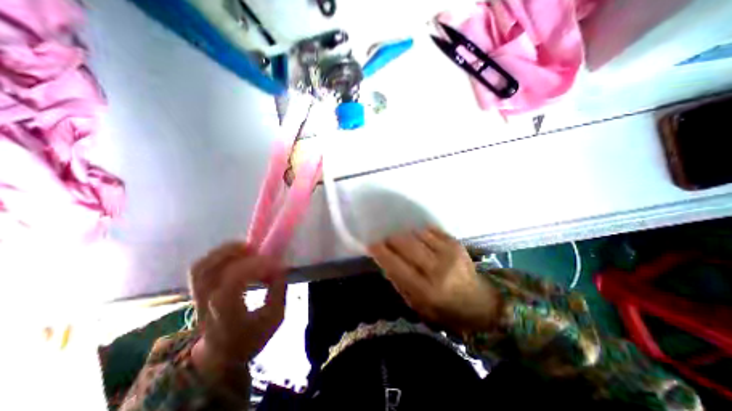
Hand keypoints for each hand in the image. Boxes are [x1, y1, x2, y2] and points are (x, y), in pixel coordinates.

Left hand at [187, 244, 287, 381]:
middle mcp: (207, 303)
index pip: (234, 280)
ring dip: (223, 252)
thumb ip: (279, 291)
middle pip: (210, 270)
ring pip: (201, 267)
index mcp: (226, 312)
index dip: (255, 266)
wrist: (221, 356)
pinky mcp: (198, 292)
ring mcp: (197, 297)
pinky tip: (234, 254)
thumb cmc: (251, 337)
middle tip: (257, 248)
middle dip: (235, 254)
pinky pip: (200, 268)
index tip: (274, 263)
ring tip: (245, 247)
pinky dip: (216, 256)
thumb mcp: (274, 318)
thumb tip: (280, 268)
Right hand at [369, 228, 499, 333]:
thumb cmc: (444, 309)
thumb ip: (399, 282)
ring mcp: (449, 253)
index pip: (396, 265)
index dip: (381, 252)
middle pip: (405, 244)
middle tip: (387, 241)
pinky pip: (430, 230)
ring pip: (416, 234)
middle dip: (392, 240)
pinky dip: (420, 233)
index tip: (372, 244)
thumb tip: (384, 259)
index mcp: (426, 290)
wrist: (479, 302)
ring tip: (405, 243)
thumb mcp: (416, 305)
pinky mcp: (456, 243)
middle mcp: (437, 269)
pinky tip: (420, 240)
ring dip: (406, 236)